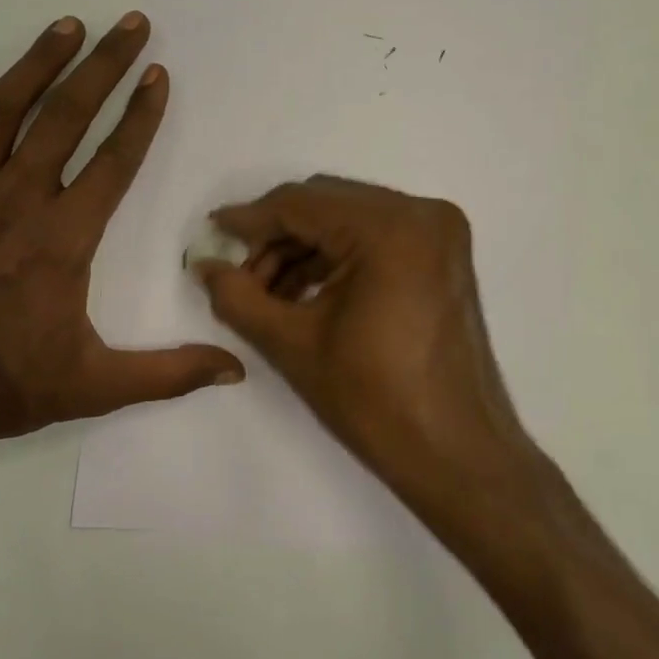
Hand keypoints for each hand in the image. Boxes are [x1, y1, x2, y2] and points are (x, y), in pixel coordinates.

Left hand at [0, 13, 242, 487]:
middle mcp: (16, 200)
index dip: (141, 115)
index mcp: (63, 238)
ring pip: (2, 111)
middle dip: (104, 66)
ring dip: (38, 63)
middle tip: (130, 24)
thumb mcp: (95, 388)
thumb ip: (169, 373)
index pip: (115, 161)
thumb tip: (236, 370)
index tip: (159, 75)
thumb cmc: (1, 387)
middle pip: (67, 117)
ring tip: (68, 25)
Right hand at [194, 177, 531, 518]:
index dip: (249, 219)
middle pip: (326, 204)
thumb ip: (238, 297)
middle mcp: (422, 215)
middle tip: (239, 276)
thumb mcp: (293, 345)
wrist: (456, 455)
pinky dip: (335, 259)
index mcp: (390, 229)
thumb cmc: (374, 402)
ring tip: (266, 295)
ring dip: (303, 250)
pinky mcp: (442, 257)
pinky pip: (374, 239)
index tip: (211, 234)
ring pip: (348, 220)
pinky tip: (303, 295)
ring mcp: (439, 234)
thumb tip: (202, 265)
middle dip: (275, 237)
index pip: (301, 204)